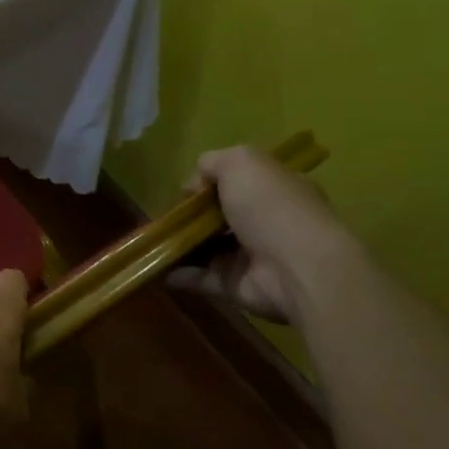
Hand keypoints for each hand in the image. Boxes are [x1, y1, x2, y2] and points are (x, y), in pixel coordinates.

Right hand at [170, 146, 355, 327]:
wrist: (296, 268)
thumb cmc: (271, 207)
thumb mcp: (241, 163)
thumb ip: (213, 162)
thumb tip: (194, 183)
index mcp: (275, 190)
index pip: (240, 183)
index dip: (210, 183)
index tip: (185, 191)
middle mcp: (266, 222)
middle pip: (221, 216)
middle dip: (192, 217)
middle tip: (165, 218)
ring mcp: (251, 257)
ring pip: (208, 248)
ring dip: (181, 245)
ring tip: (152, 242)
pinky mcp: (236, 285)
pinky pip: (201, 278)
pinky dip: (178, 275)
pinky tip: (156, 268)